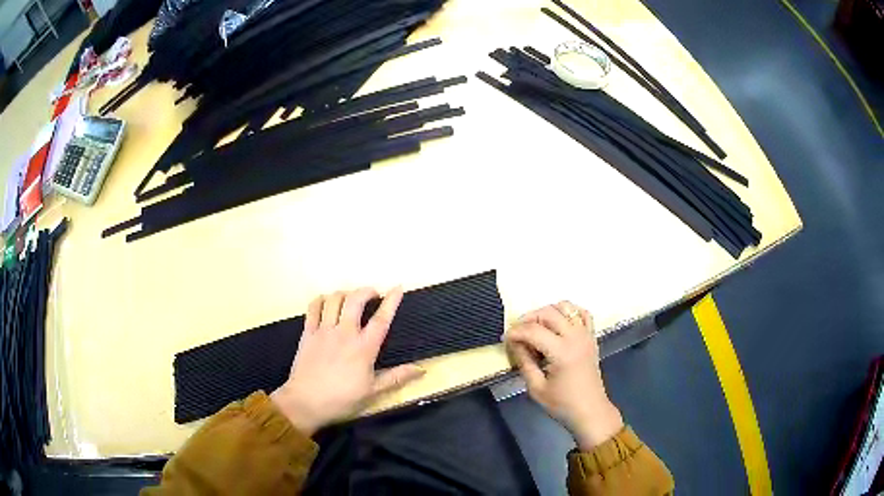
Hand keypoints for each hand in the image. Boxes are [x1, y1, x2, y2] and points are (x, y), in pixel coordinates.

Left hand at [270, 287, 424, 435]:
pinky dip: (322, 299)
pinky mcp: (308, 333)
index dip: (391, 301)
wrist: (306, 402)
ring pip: (334, 299)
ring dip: (345, 293)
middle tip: (373, 294)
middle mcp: (344, 333)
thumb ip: (396, 377)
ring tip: (351, 299)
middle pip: (355, 300)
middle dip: (366, 291)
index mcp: (364, 348)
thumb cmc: (342, 400)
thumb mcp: (373, 392)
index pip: (381, 319)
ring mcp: (324, 331)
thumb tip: (421, 369)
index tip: (398, 287)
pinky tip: (326, 302)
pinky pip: (313, 307)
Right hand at [504, 302, 622, 450]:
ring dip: (548, 312)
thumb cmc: (562, 404)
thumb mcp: (536, 388)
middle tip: (518, 333)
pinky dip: (570, 312)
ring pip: (566, 307)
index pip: (533, 331)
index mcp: (561, 352)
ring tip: (536, 327)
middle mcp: (575, 337)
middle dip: (529, 319)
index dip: (515, 332)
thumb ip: (524, 362)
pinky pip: (583, 313)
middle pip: (548, 313)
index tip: (505, 340)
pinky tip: (559, 323)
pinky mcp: (592, 337)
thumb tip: (514, 344)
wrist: (590, 411)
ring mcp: (586, 335)